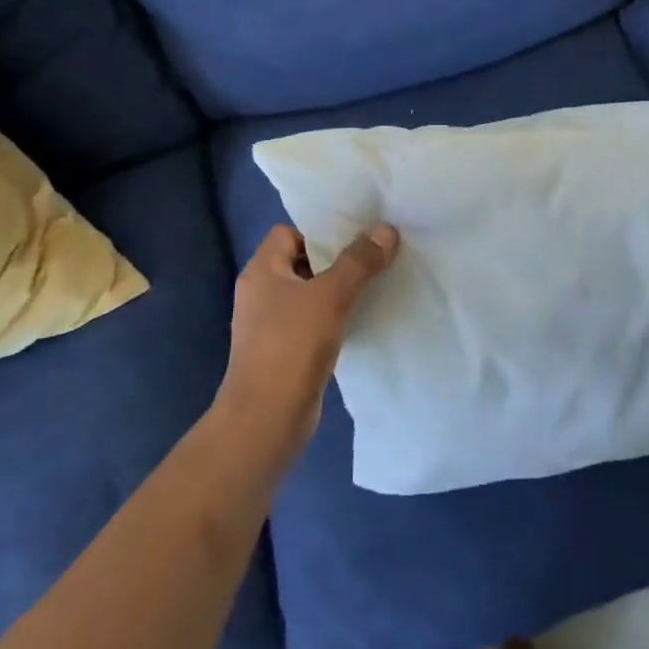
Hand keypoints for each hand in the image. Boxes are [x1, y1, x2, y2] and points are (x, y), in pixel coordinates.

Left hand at [216, 222, 399, 469]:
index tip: (357, 234)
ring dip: (339, 290)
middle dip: (337, 259)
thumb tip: (386, 229)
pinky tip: (363, 319)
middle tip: (376, 255)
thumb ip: (359, 261)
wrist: (266, 419)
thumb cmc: (292, 346)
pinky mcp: (285, 351)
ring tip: (377, 283)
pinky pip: (313, 321)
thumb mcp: (331, 296)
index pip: (288, 232)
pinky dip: (335, 318)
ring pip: (310, 293)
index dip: (320, 230)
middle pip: (302, 261)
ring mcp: (271, 324)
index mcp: (261, 271)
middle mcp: (262, 292)